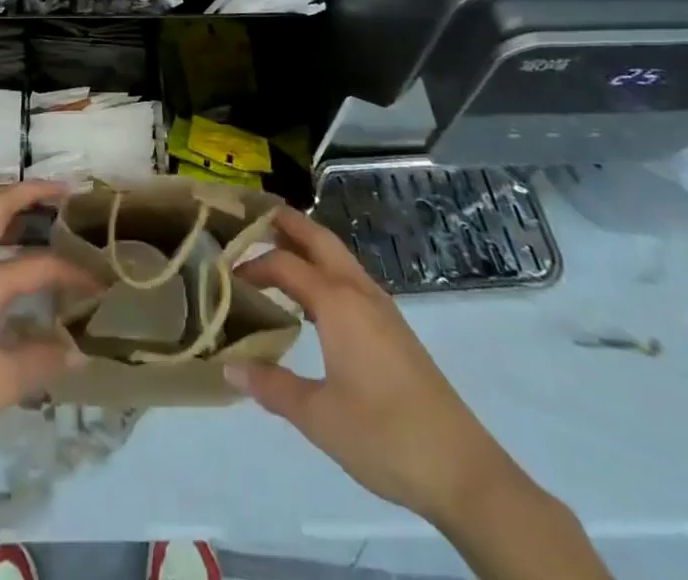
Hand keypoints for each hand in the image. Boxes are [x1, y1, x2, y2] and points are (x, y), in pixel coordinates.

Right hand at [228, 207, 524, 529]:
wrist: (463, 470)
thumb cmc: (384, 436)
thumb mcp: (319, 417)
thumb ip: (272, 386)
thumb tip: (229, 366)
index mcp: (337, 303)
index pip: (284, 264)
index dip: (252, 264)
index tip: (224, 273)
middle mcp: (359, 292)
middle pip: (319, 239)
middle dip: (287, 223)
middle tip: (253, 216)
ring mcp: (382, 309)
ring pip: (339, 257)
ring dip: (308, 246)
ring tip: (276, 251)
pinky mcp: (394, 329)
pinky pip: (351, 280)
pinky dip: (325, 271)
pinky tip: (313, 301)